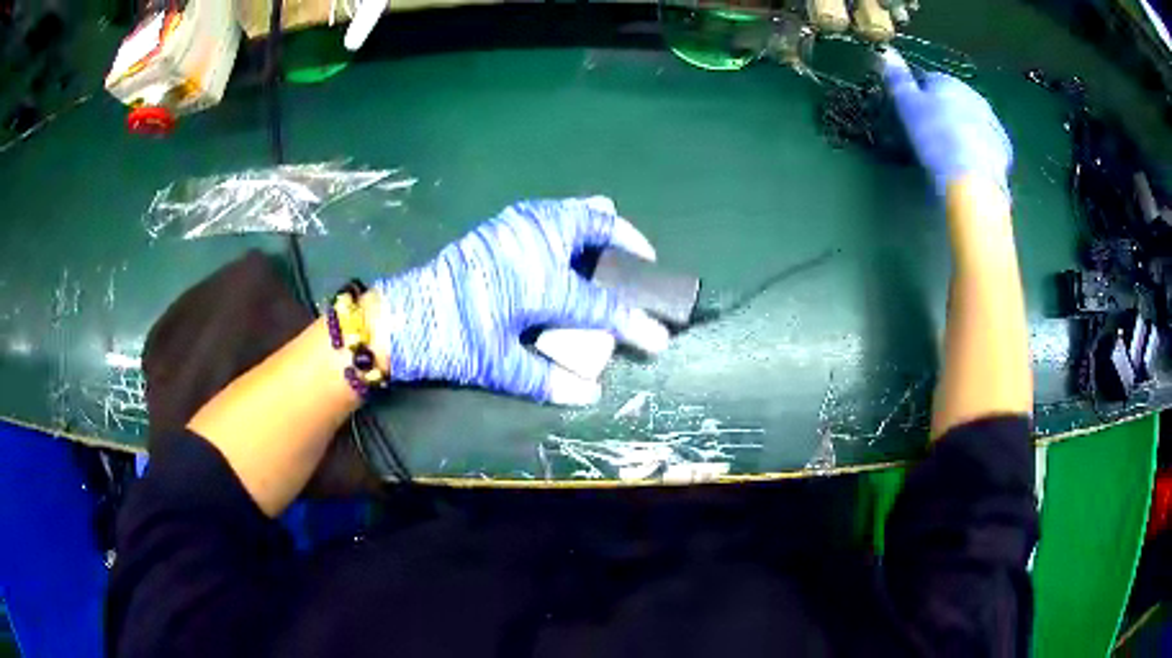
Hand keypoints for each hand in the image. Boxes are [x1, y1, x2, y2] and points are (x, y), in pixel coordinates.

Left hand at [371, 197, 669, 404]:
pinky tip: (570, 237)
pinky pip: (550, 209)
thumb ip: (546, 379)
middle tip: (641, 260)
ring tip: (612, 242)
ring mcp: (516, 226)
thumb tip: (588, 394)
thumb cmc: (450, 340)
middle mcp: (535, 245)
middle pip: (595, 227)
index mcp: (540, 283)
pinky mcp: (500, 224)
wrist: (402, 315)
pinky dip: (571, 216)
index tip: (659, 338)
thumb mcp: (498, 365)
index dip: (635, 324)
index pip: (602, 305)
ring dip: (599, 222)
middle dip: (627, 241)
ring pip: (572, 208)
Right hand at [880, 48, 1012, 197]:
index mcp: (949, 82)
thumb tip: (886, 51)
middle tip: (930, 133)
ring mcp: (992, 124)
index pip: (929, 80)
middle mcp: (974, 96)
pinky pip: (986, 145)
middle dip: (943, 111)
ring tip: (950, 151)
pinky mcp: (1003, 151)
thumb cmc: (935, 138)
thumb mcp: (908, 106)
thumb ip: (898, 79)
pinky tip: (969, 164)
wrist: (972, 181)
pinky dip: (978, 150)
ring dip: (962, 130)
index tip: (910, 113)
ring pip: (972, 121)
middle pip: (954, 99)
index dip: (918, 95)